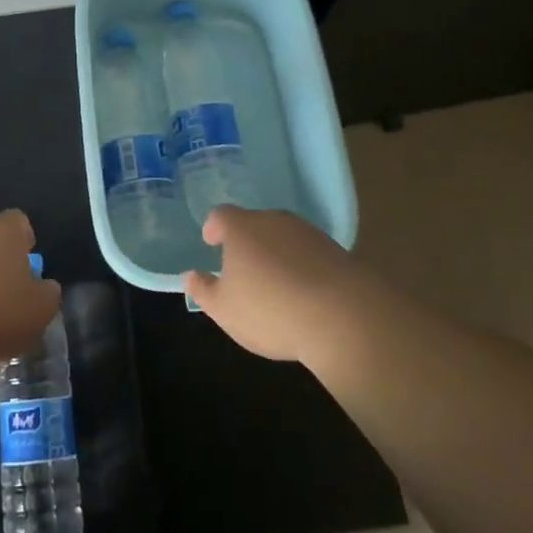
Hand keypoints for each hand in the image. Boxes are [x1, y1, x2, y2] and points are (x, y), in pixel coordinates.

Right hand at [183, 207, 362, 366]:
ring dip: (276, 253)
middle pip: (254, 223)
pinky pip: (309, 253)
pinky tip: (304, 292)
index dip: (214, 228)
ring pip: (283, 237)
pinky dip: (302, 265)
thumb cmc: (270, 309)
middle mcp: (273, 220)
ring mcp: (307, 232)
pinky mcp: (336, 250)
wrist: (342, 316)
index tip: (211, 242)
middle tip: (243, 267)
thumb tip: (190, 276)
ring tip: (274, 282)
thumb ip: (204, 290)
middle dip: (247, 241)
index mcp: (241, 228)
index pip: (221, 216)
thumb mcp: (225, 309)